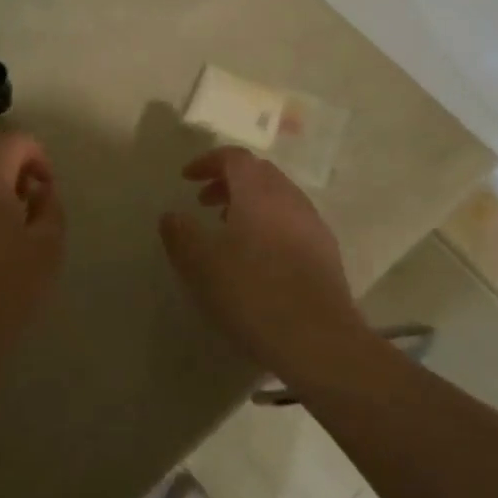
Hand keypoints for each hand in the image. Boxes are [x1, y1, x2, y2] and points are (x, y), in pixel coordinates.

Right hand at [160, 147, 359, 368]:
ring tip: (227, 231)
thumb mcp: (200, 264)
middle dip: (228, 181)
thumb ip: (180, 233)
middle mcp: (289, 199)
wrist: (318, 340)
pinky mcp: (326, 253)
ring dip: (249, 204)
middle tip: (204, 203)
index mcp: (258, 192)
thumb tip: (172, 216)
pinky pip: (291, 223)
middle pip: (258, 174)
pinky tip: (257, 259)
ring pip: (277, 199)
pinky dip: (268, 225)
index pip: (235, 157)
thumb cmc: (251, 292)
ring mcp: (313, 225)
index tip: (186, 178)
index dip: (207, 162)